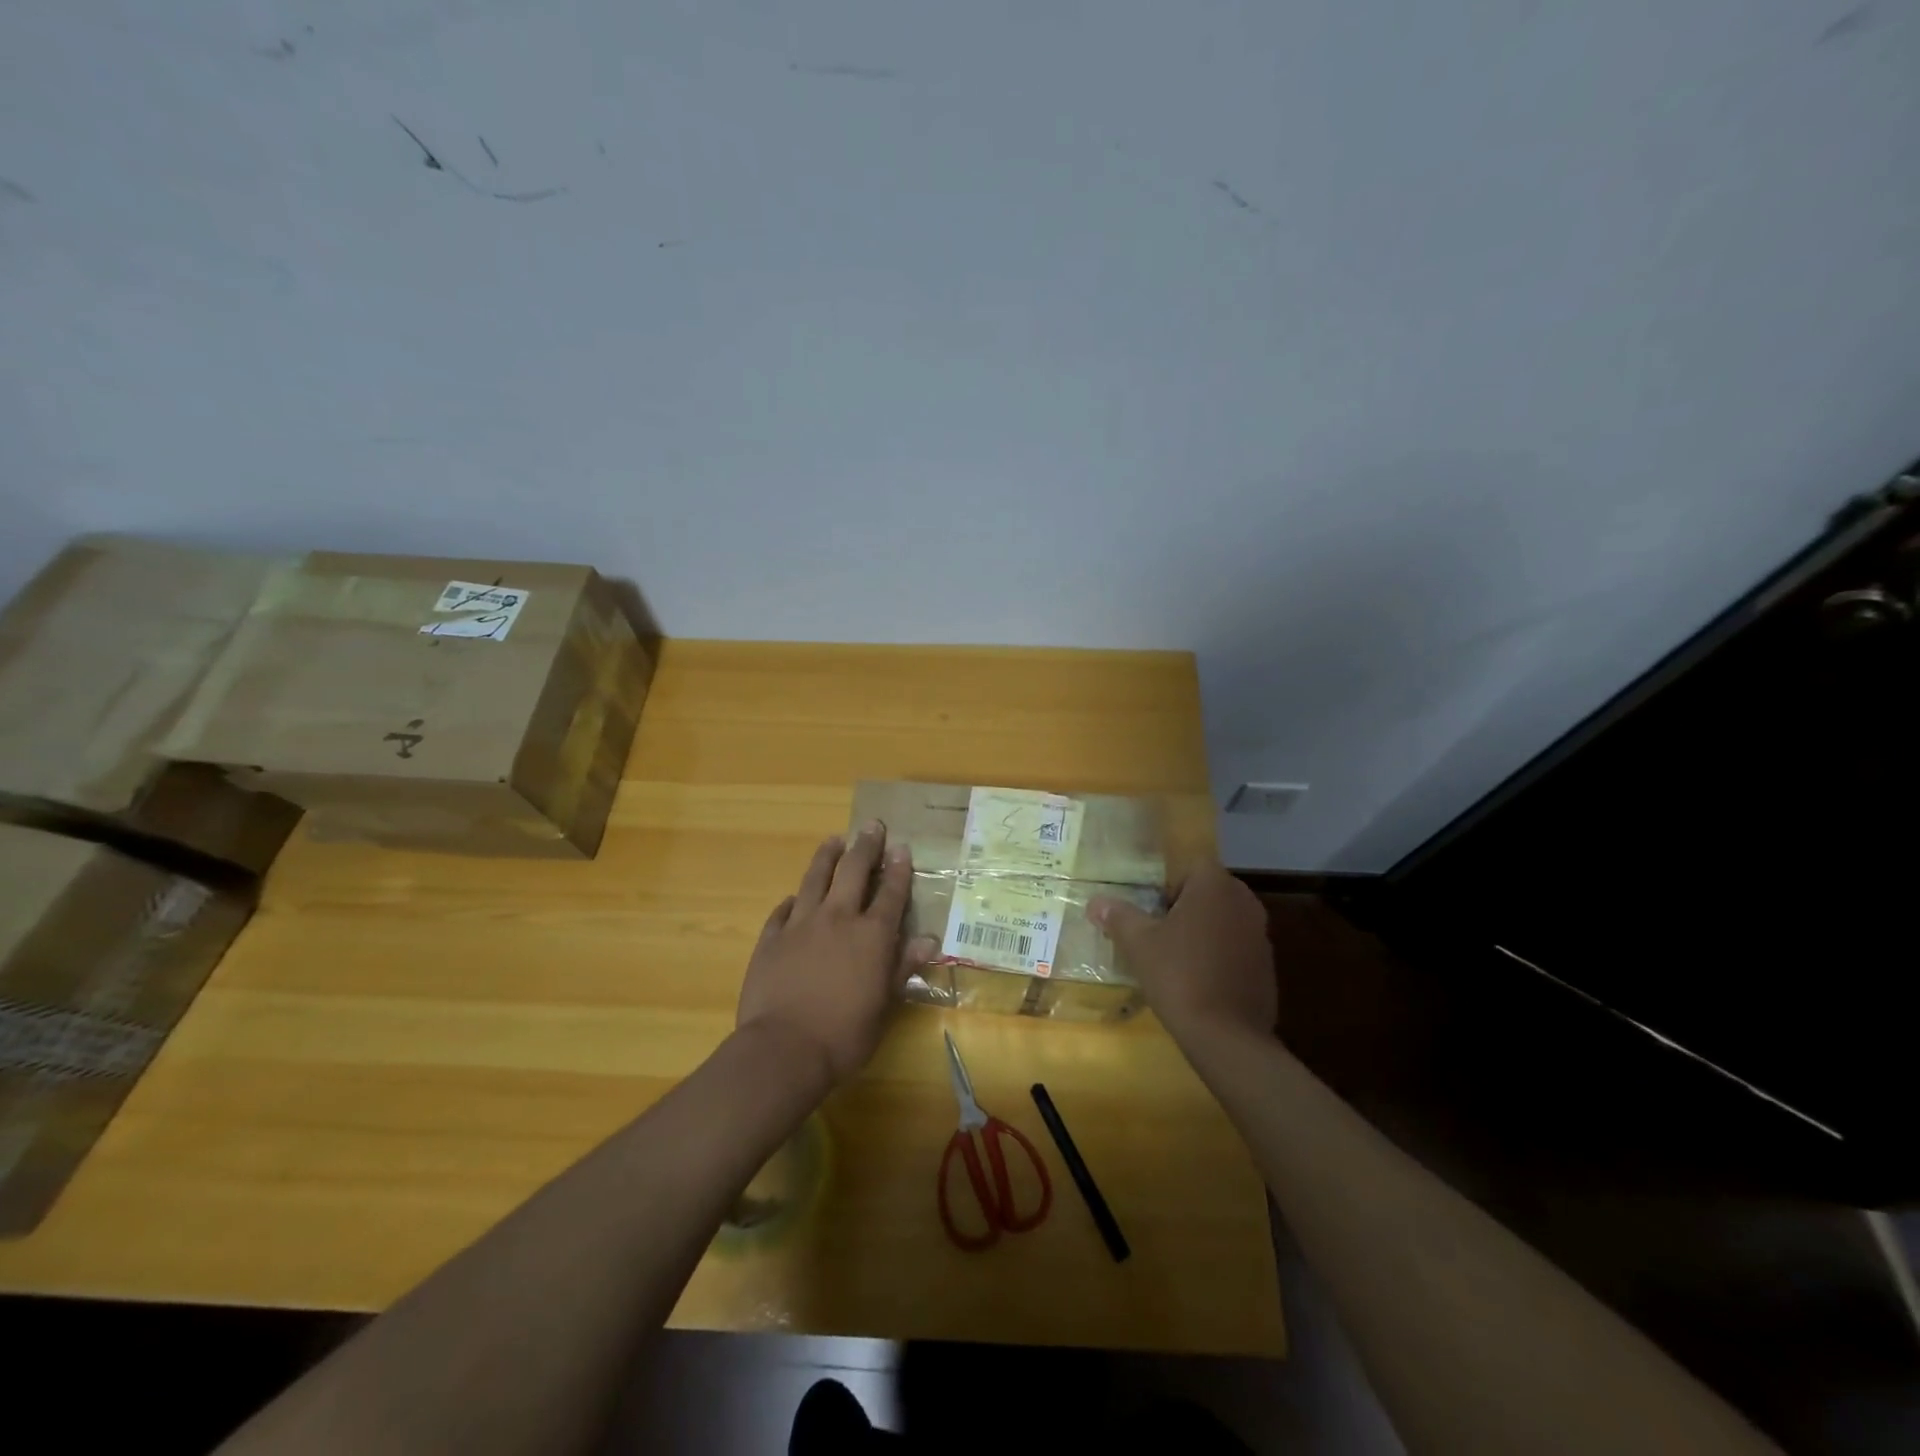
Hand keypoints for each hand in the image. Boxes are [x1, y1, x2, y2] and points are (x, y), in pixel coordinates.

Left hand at [736, 822, 937, 1087]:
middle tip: (871, 826)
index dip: (898, 868)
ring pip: (815, 878)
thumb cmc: (845, 1034)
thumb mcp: (885, 1004)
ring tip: (834, 840)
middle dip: (865, 846)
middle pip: (853, 870)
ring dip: (827, 856)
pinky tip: (795, 897)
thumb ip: (903, 966)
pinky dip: (793, 900)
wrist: (783, 1049)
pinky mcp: (771, 937)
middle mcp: (838, 918)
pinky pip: (783, 909)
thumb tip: (929, 940)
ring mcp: (801, 924)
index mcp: (871, 935)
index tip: (901, 847)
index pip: (891, 892)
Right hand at [1087, 862, 1275, 1044]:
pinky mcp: (1266, 965)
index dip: (1166, 883)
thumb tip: (1096, 902)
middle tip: (1155, 929)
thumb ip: (1118, 916)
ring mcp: (1260, 934)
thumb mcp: (1139, 944)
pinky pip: (1235, 946)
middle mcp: (1244, 902)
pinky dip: (1217, 954)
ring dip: (1201, 930)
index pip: (1190, 866)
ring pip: (1222, 919)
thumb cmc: (1179, 976)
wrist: (1227, 1037)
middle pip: (1207, 891)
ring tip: (1172, 956)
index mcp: (1215, 886)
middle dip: (1182, 906)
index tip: (1148, 908)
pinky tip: (1197, 979)